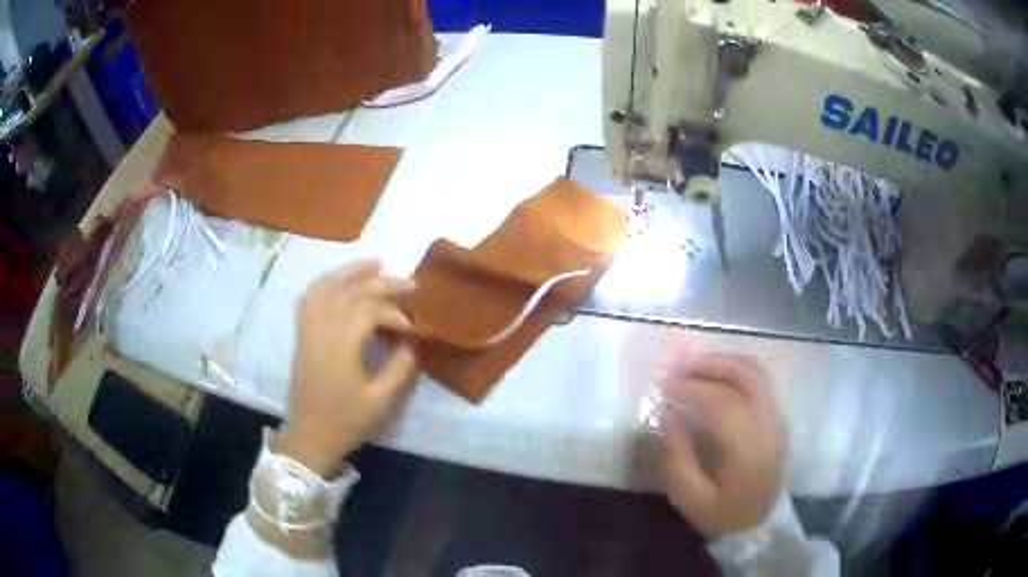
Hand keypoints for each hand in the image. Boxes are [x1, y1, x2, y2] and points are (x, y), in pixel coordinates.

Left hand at [276, 261, 417, 477]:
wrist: (310, 436)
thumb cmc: (345, 422)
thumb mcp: (380, 401)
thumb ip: (399, 368)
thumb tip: (410, 343)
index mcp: (340, 346)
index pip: (369, 311)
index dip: (395, 314)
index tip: (413, 328)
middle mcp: (321, 329)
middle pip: (351, 293)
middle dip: (382, 284)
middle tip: (410, 283)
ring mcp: (307, 330)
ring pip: (327, 288)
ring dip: (351, 272)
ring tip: (375, 263)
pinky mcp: (302, 335)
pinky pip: (309, 298)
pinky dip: (325, 283)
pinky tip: (338, 280)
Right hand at [659, 354, 786, 537]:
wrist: (761, 525)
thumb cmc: (723, 515)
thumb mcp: (690, 499)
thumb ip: (677, 458)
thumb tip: (668, 416)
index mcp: (748, 448)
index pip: (723, 402)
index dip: (692, 388)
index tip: (664, 386)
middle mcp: (769, 425)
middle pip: (746, 376)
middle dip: (711, 364)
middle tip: (680, 368)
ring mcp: (777, 419)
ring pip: (757, 372)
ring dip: (725, 363)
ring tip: (695, 368)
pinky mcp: (778, 418)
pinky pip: (761, 381)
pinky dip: (736, 371)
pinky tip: (716, 379)